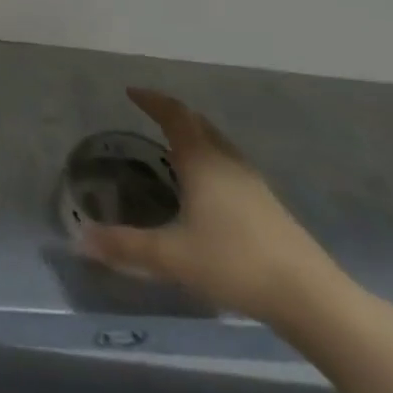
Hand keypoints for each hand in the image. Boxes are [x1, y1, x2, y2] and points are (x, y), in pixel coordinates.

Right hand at [81, 88, 343, 325]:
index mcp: (202, 161)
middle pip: (199, 124)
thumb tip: (79, 239)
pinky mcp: (269, 208)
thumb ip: (124, 246)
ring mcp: (253, 184)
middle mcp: (228, 163)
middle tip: (149, 112)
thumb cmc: (236, 264)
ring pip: (219, 144)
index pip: (174, 116)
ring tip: (173, 144)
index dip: (152, 100)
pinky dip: (210, 158)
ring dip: (194, 135)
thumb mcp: (172, 256)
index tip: (132, 92)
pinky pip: (230, 165)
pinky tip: (206, 186)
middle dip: (172, 113)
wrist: (313, 300)